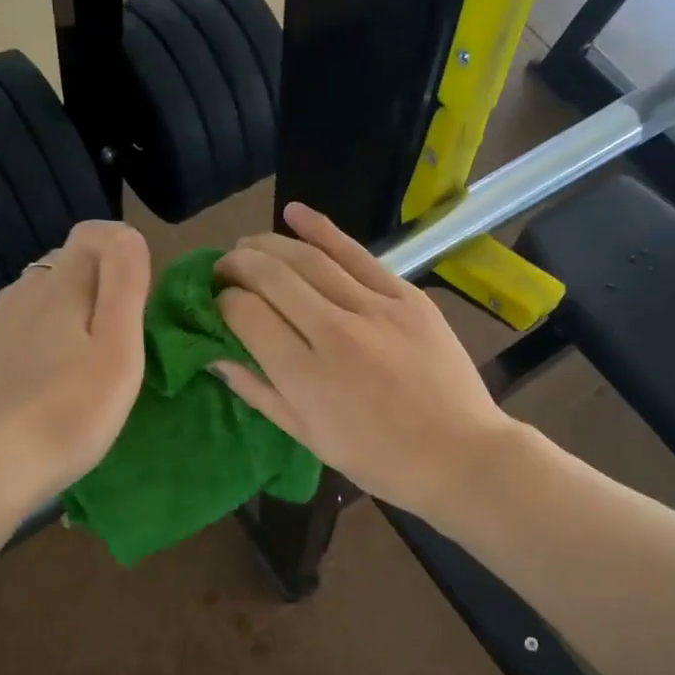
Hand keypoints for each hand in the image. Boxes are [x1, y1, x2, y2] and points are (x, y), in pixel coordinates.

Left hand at [0, 221, 150, 517]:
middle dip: (95, 290)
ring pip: (33, 304)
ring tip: (78, 374)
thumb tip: (126, 232)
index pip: (93, 236)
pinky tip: (36, 392)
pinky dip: (31, 350)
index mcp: (58, 287)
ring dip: (61, 321)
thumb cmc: (63, 415)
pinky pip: (10, 337)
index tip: (139, 307)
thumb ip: (125, 287)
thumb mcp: (117, 353)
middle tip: (116, 347)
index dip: (122, 255)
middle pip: (63, 269)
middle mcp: (17, 295)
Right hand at [213, 203, 518, 517]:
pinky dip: (321, 229)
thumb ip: (259, 393)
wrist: (458, 454)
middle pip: (272, 277)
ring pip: (309, 259)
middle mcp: (333, 332)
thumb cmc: (377, 460)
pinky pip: (356, 253)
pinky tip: (294, 213)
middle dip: (238, 264)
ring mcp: (374, 308)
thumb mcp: (309, 437)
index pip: (246, 315)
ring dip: (270, 245)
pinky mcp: (406, 296)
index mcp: (304, 376)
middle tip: (223, 267)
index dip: (223, 302)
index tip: (219, 304)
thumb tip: (216, 357)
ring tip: (248, 244)